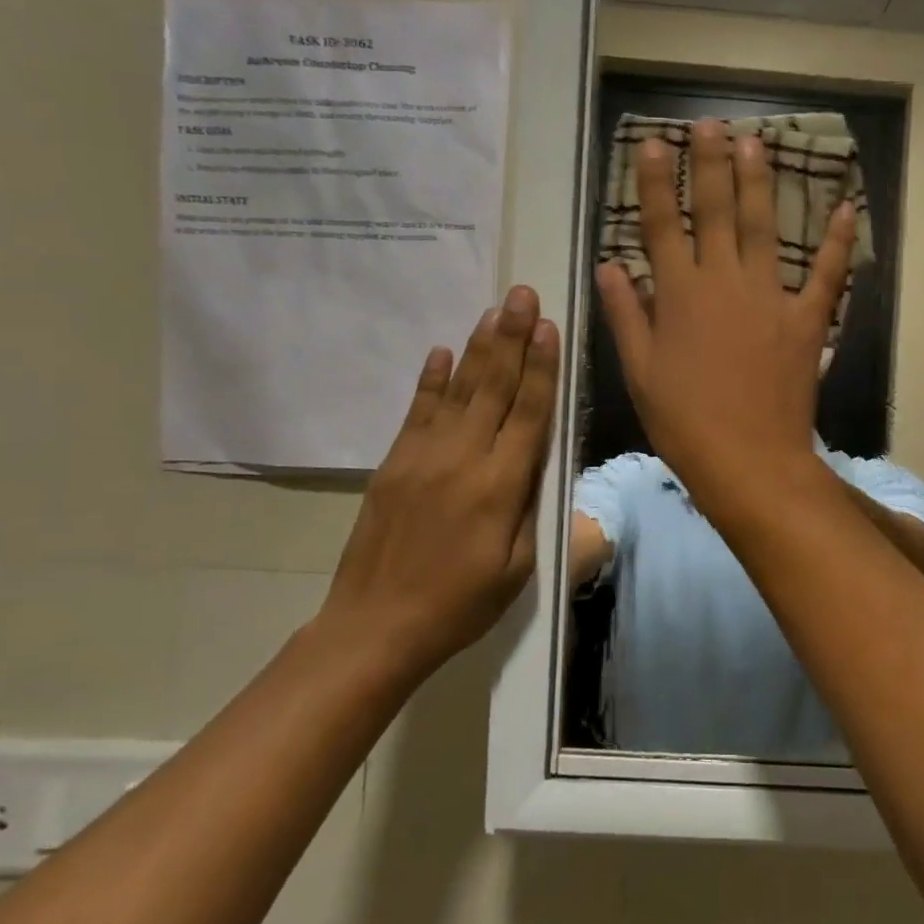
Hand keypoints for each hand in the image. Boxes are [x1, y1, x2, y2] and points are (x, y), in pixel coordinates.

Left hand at [321, 286, 557, 675]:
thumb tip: (542, 459)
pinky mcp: (394, 464)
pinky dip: (432, 379)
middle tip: (522, 295)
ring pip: (459, 390)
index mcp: (501, 486)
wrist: (375, 627)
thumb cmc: (461, 604)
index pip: (529, 412)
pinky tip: (443, 351)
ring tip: (494, 310)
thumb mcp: (519, 567)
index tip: (548, 326)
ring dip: (479, 347)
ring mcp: (423, 457)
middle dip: (512, 338)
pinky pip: (418, 411)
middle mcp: (463, 459)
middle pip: (495, 388)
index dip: (541, 367)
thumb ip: (533, 507)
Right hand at [596, 119, 854, 496]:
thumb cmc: (684, 422)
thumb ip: (626, 315)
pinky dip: (837, 241)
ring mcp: (769, 298)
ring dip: (758, 182)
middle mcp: (724, 283)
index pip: (661, 225)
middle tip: (709, 124)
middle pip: (715, 211)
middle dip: (710, 164)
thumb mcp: (640, 372)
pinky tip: (847, 207)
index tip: (652, 145)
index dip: (655, 183)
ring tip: (756, 141)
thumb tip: (610, 266)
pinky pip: (825, 274)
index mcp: (679, 296)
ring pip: (762, 228)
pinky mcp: (806, 320)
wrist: (748, 460)